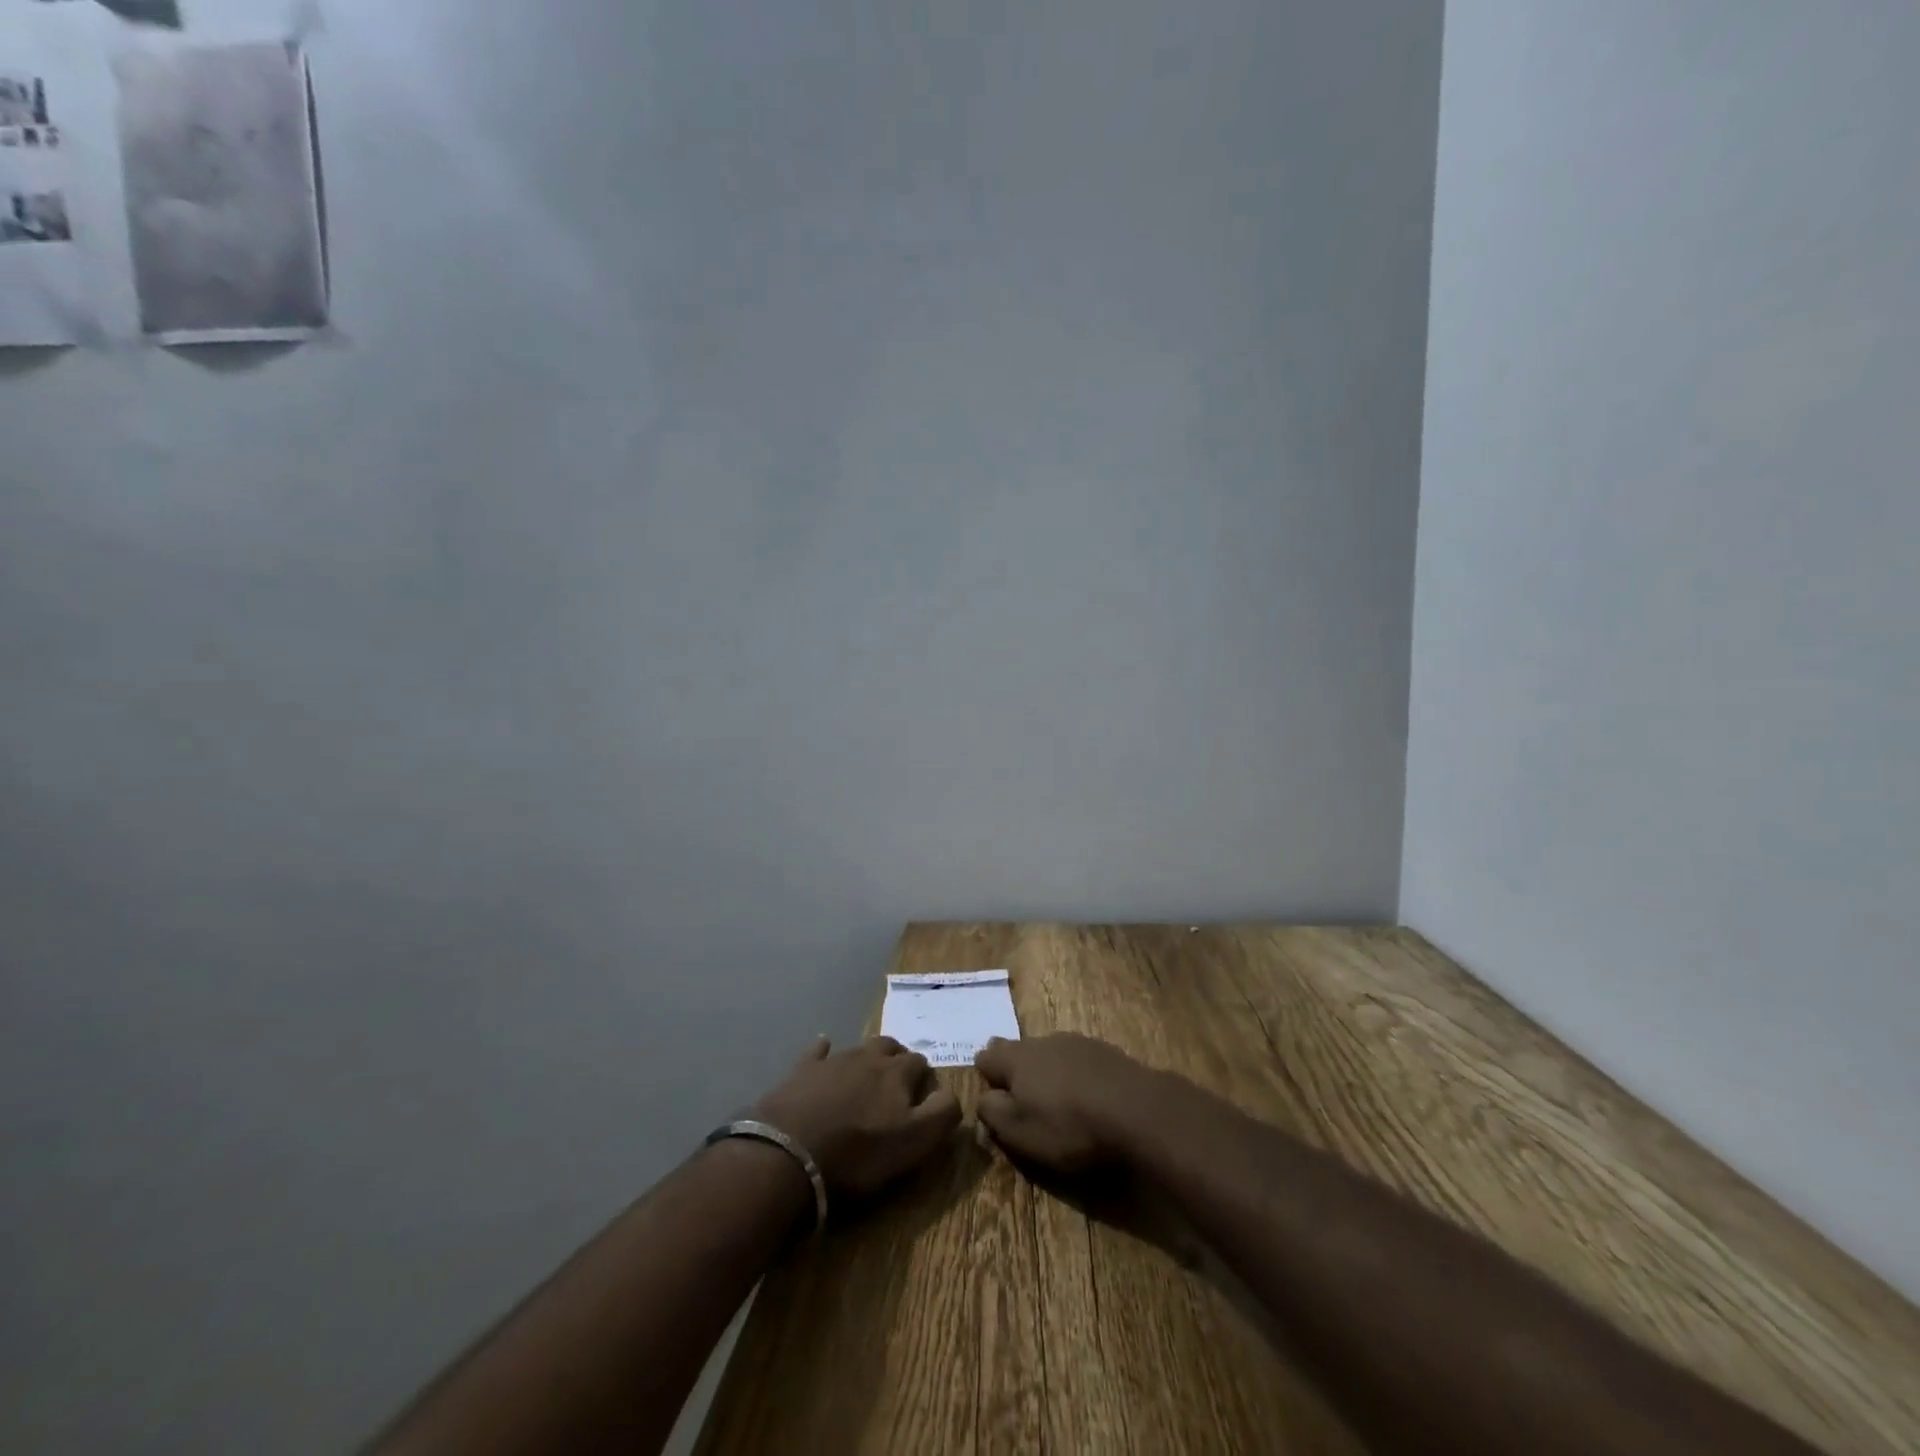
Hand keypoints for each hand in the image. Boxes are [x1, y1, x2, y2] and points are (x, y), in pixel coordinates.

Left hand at [752, 1036, 962, 1197]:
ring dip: (867, 1058)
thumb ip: (942, 1114)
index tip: (923, 1099)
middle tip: (897, 1083)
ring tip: (867, 1074)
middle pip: (891, 1047)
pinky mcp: (802, 1070)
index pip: (921, 1063)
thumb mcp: (914, 1142)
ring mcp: (833, 1060)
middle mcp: (868, 1057)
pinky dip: (823, 1050)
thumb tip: (953, 1094)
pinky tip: (823, 1050)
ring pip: (858, 1048)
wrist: (791, 1152)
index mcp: (897, 1073)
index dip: (925, 1079)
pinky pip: (817, 1051)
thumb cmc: (858, 1152)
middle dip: (898, 1059)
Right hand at [974, 1034, 1163, 1173]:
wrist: (1136, 1111)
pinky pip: (1079, 1060)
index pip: (986, 1056)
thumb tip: (984, 1098)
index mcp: (1016, 1058)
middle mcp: (1042, 1041)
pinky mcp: (1105, 1051)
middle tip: (1025, 1100)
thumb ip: (993, 1112)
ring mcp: (1076, 1042)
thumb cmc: (1069, 1126)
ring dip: (1048, 1072)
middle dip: (1017, 1071)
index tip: (994, 1099)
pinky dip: (1077, 1075)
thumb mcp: (1019, 1132)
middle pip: (1019, 1050)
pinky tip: (1089, 1098)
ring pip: (1050, 1053)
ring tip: (1059, 1102)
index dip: (986, 1076)